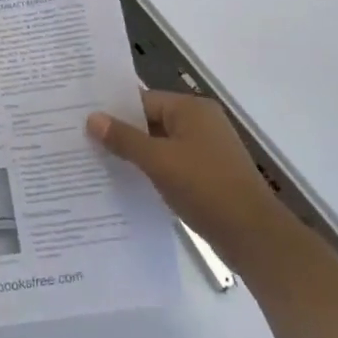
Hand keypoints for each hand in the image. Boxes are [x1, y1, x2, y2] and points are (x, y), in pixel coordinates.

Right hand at [87, 91, 279, 249]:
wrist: (255, 237)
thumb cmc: (205, 188)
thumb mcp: (158, 161)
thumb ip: (124, 139)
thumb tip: (92, 118)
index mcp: (191, 109)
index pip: (142, 100)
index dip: (113, 111)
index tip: (82, 121)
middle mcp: (200, 122)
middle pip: (150, 121)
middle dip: (121, 134)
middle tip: (83, 142)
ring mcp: (207, 150)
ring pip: (160, 145)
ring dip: (135, 155)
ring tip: (98, 164)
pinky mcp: (209, 175)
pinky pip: (172, 164)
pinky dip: (152, 171)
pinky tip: (128, 184)